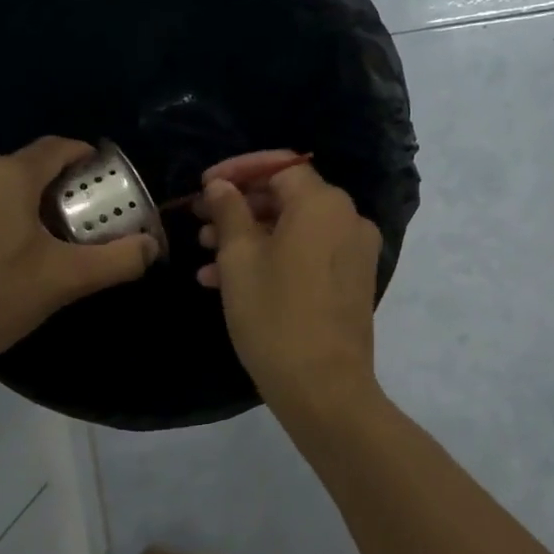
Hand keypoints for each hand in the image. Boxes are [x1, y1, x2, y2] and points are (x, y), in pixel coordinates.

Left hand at [0, 137, 157, 385]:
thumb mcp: (62, 281)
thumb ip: (116, 261)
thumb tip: (153, 247)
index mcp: (8, 175)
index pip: (57, 147)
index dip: (86, 156)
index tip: (107, 177)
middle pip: (28, 168)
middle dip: (61, 188)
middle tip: (85, 220)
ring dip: (28, 207)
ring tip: (49, 244)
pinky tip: (4, 261)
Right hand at [197, 160, 382, 410]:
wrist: (324, 388)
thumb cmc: (275, 315)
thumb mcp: (239, 259)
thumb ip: (229, 211)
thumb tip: (221, 186)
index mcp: (323, 204)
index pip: (279, 166)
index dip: (238, 170)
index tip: (205, 186)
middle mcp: (348, 219)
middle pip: (287, 197)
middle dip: (240, 207)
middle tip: (200, 221)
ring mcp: (354, 252)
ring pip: (294, 229)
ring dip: (250, 236)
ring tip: (205, 255)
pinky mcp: (351, 281)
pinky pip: (308, 254)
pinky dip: (273, 258)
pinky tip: (228, 280)